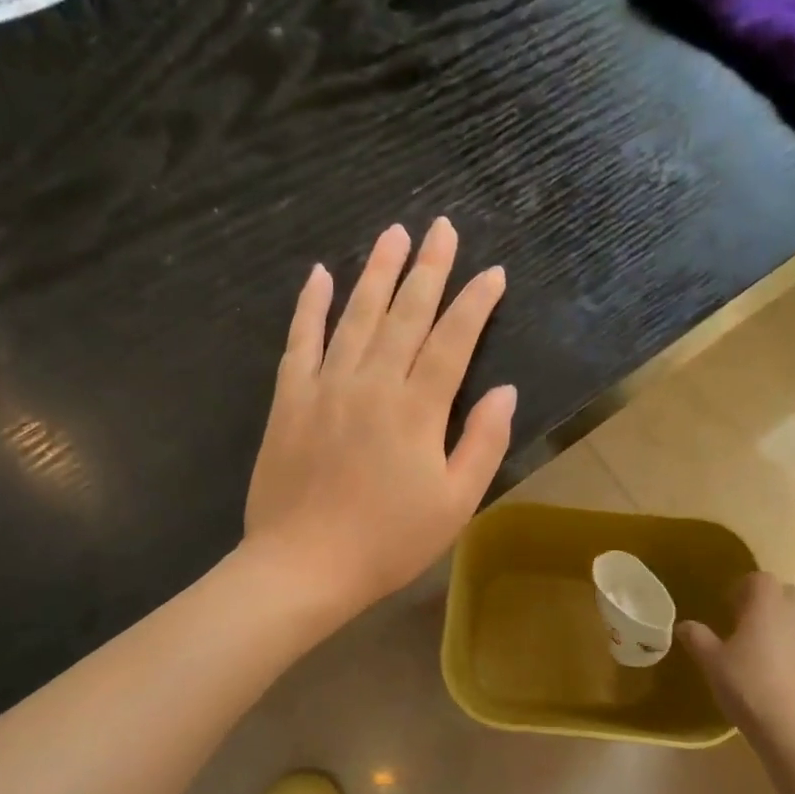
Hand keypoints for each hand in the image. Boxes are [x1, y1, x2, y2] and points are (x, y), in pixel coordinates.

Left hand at [243, 219, 513, 616]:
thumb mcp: (455, 504)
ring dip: (376, 273)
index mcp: (417, 409)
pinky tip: (319, 275)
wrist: (304, 566)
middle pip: (405, 314)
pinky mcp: (289, 401)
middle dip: (428, 269)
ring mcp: (325, 387)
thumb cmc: (388, 543)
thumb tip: (506, 391)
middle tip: (441, 227)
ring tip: (393, 235)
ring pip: (355, 316)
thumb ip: (483, 443)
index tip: (493, 273)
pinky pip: (300, 341)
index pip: (453, 340)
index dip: (475, 303)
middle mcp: (372, 383)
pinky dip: (310, 306)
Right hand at [679, 573, 794, 734]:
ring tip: (766, 647)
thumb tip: (684, 624)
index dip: (743, 587)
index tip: (728, 605)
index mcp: (767, 605)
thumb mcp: (712, 662)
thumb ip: (698, 638)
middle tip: (747, 623)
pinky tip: (783, 673)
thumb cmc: (748, 685)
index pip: (760, 579)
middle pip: (787, 593)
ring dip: (787, 624)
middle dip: (769, 602)